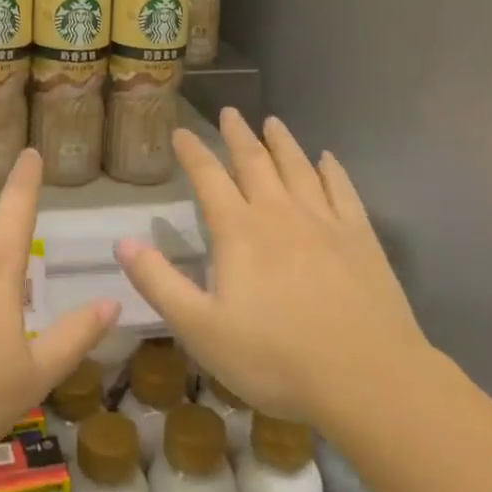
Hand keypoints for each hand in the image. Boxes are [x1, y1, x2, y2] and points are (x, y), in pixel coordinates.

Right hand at [115, 108, 428, 426]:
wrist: (369, 379)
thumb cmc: (276, 358)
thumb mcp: (201, 329)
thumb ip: (159, 283)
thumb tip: (122, 243)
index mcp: (240, 231)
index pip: (209, 178)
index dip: (193, 153)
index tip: (181, 131)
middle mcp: (280, 213)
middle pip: (255, 162)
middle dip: (238, 135)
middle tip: (230, 111)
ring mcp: (324, 222)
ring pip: (298, 168)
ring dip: (283, 142)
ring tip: (273, 122)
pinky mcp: (360, 238)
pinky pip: (343, 191)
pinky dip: (332, 171)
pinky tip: (328, 159)